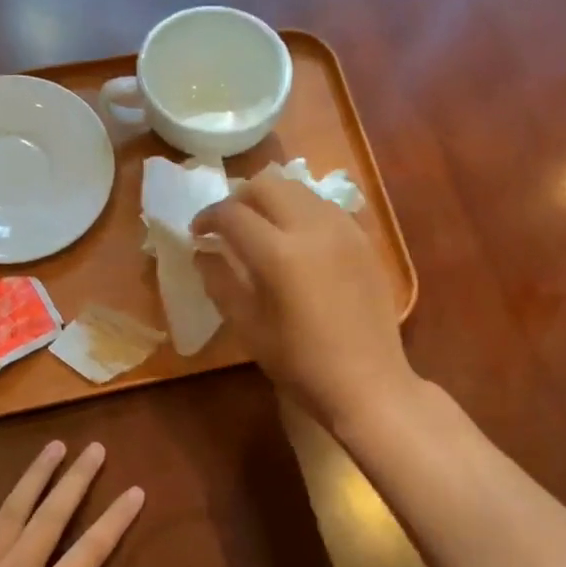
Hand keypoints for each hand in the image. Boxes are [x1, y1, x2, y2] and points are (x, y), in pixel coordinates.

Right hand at [192, 169, 415, 427]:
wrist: (367, 382)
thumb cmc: (300, 364)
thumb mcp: (248, 327)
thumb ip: (220, 282)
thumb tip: (203, 252)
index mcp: (279, 254)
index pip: (232, 213)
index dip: (207, 218)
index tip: (197, 233)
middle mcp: (313, 228)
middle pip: (267, 184)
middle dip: (239, 198)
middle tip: (227, 226)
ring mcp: (344, 229)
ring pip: (298, 188)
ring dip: (272, 200)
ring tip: (261, 229)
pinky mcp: (363, 239)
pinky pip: (324, 207)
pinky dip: (301, 211)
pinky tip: (296, 242)